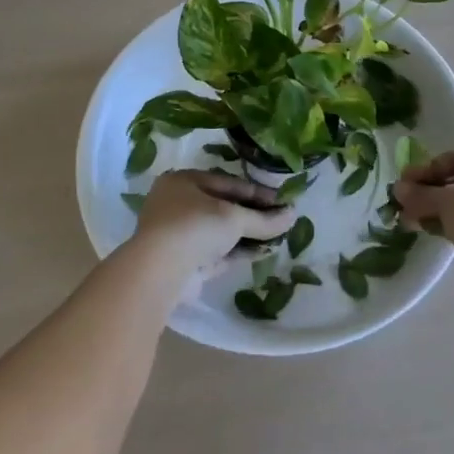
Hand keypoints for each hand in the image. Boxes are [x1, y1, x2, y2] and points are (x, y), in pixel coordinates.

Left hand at [131, 169, 293, 276]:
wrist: (160, 271)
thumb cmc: (194, 226)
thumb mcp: (234, 217)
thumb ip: (264, 218)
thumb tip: (293, 216)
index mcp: (183, 181)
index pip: (227, 182)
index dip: (256, 191)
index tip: (282, 199)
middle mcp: (177, 204)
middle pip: (224, 207)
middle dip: (253, 214)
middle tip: (281, 217)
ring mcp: (179, 235)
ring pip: (221, 231)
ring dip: (248, 233)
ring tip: (278, 235)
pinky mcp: (185, 262)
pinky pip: (218, 252)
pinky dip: (240, 251)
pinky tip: (265, 251)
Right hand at [394, 150, 453, 257]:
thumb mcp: (448, 200)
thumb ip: (421, 194)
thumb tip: (398, 189)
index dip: (427, 169)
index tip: (403, 181)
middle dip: (429, 192)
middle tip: (403, 202)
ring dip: (435, 210)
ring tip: (408, 220)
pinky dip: (449, 224)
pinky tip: (425, 230)